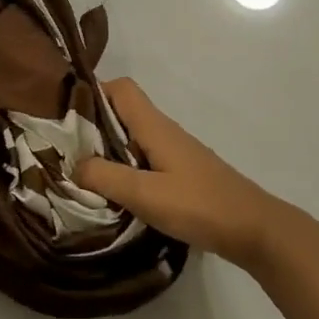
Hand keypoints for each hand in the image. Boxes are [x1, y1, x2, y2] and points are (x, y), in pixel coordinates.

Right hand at [75, 79, 293, 272]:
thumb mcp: (146, 195)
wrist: (255, 229)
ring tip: (81, 173)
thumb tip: (74, 165)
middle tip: (63, 150)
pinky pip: (144, 160)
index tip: (65, 113)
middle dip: (92, 126)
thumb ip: (106, 178)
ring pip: (132, 138)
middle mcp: (164, 132)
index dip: (93, 92)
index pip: (121, 88)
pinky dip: (125, 168)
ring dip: (107, 150)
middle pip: (122, 113)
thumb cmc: (200, 206)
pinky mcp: (182, 174)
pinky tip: (114, 193)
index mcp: (155, 127)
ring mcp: (175, 153)